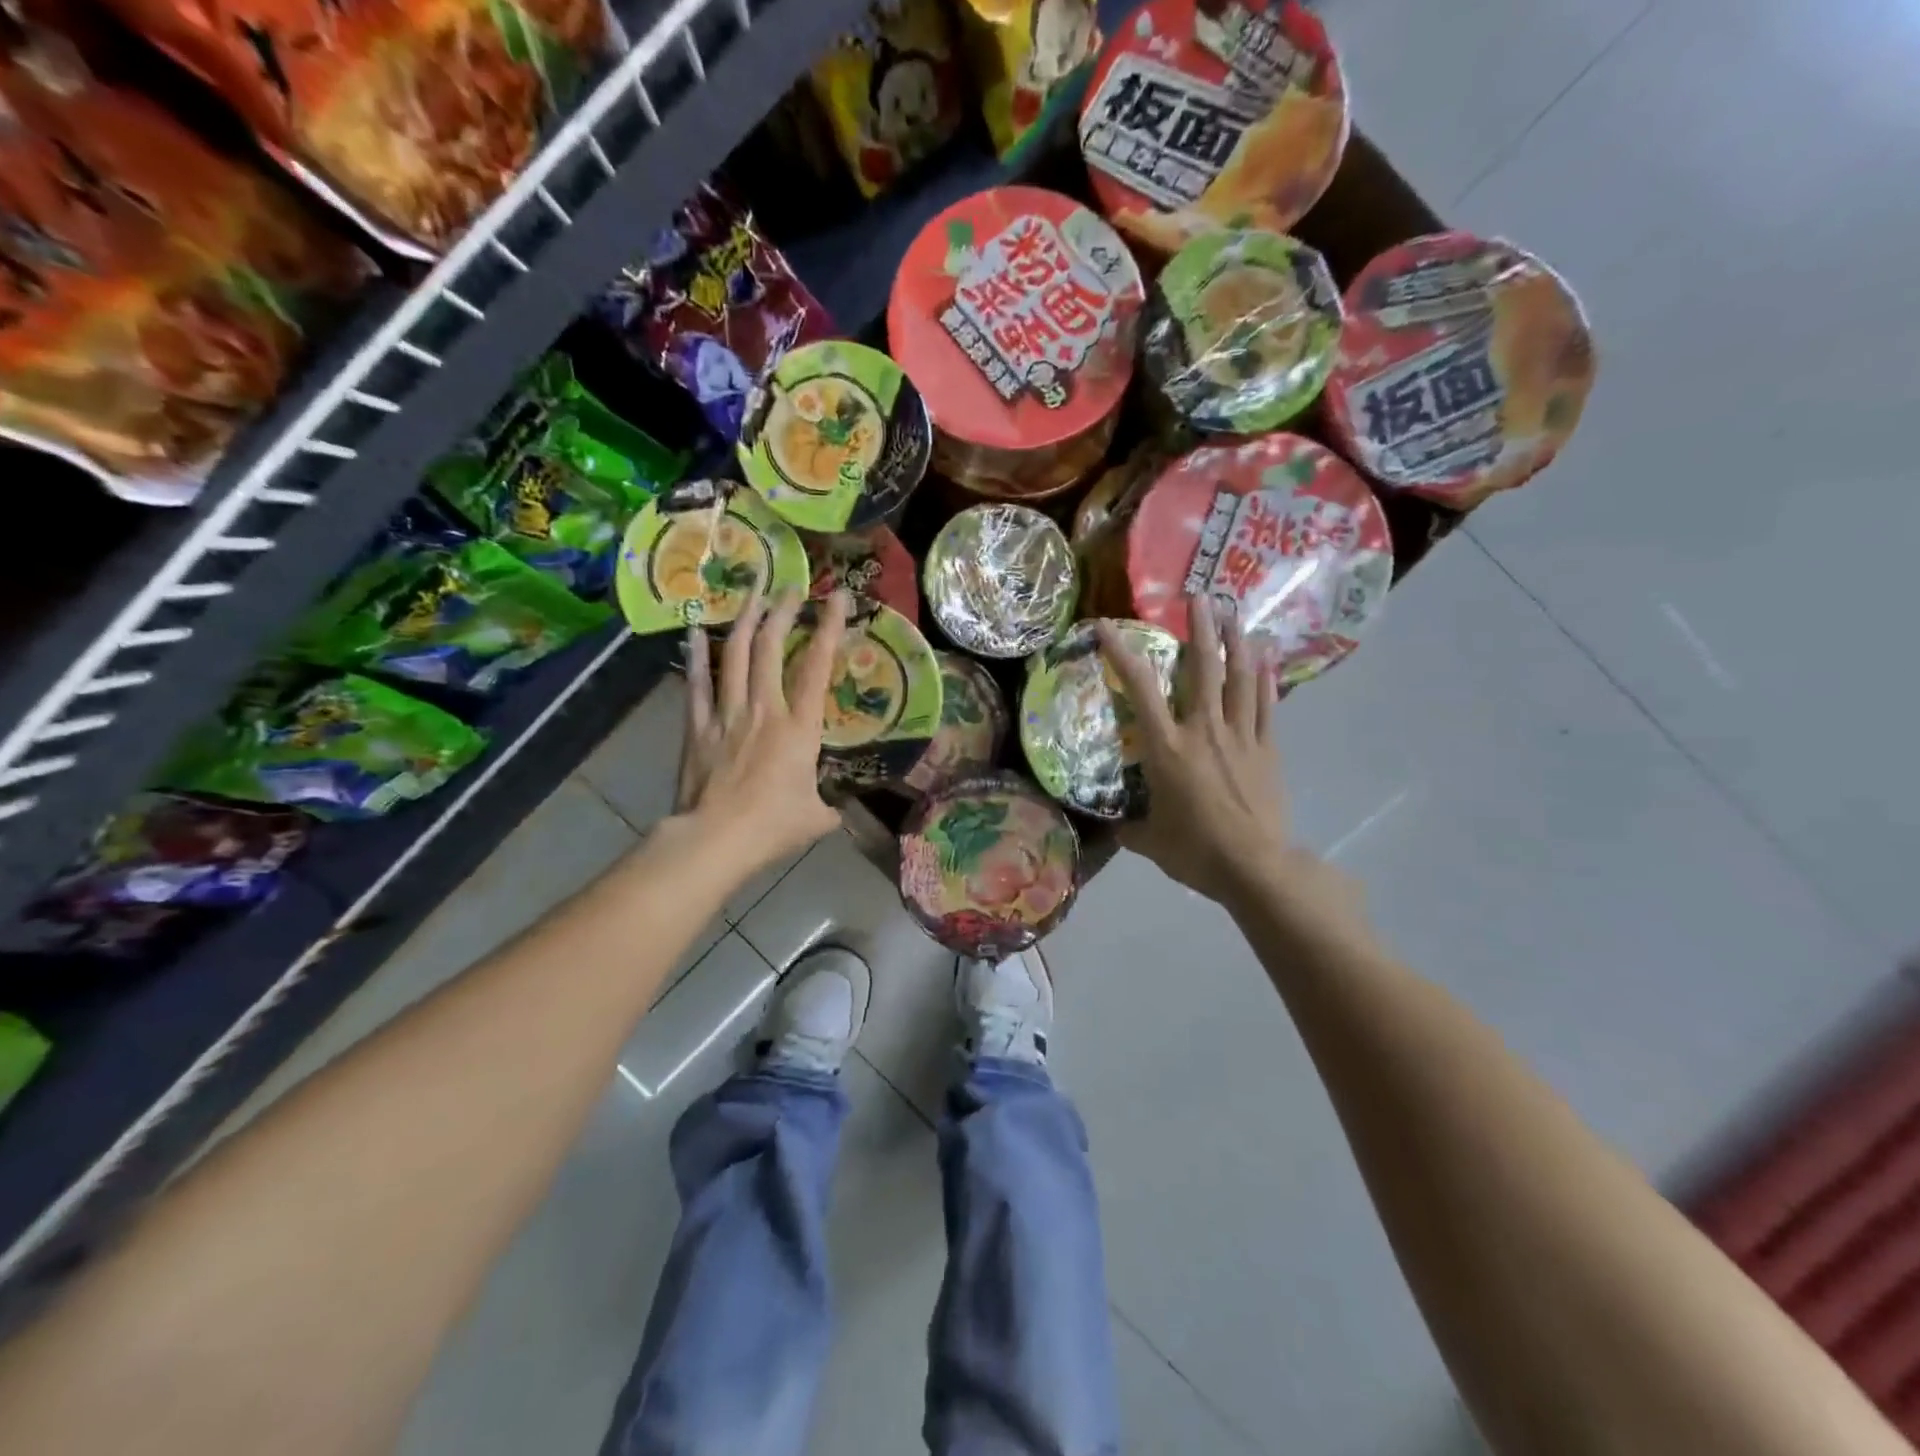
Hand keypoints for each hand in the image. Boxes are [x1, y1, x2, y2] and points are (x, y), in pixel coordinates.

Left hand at [673, 586, 850, 871]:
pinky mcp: (698, 727)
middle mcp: (764, 709)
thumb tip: (835, 809)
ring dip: (745, 620)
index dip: (829, 629)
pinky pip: (697, 683)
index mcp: (800, 728)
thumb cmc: (773, 827)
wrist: (715, 840)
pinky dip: (696, 655)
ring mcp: (727, 714)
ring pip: (735, 655)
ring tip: (753, 593)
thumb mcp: (817, 818)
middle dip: (782, 611)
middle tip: (791, 587)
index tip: (838, 598)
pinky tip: (695, 630)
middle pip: (770, 647)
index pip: (817, 668)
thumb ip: (829, 806)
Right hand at [1099, 597, 1360, 930]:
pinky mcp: (1267, 749)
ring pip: (1241, 678)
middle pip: (1203, 668)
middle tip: (1201, 597)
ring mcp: (1240, 736)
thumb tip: (1115, 826)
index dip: (1121, 654)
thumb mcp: (1149, 842)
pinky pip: (1265, 705)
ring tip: (1236, 615)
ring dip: (1238, 643)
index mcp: (1167, 748)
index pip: (1140, 690)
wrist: (1254, 867)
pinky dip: (1266, 679)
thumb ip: (1129, 828)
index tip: (1105, 626)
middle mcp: (1203, 730)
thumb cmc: (1195, 851)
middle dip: (1202, 628)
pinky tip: (1267, 660)